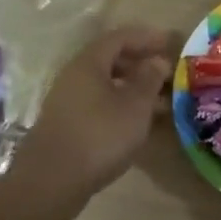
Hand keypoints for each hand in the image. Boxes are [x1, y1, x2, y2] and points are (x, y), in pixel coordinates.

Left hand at [9, 26, 177, 219]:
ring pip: (105, 84)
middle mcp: (74, 76)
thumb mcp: (135, 106)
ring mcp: (66, 101)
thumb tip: (157, 60)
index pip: (120, 37)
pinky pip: (98, 103)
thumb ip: (149, 79)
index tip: (170, 43)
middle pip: (110, 59)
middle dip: (141, 63)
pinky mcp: (66, 124)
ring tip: (160, 101)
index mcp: (89, 63)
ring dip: (132, 87)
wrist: (51, 182)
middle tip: (166, 73)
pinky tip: (136, 122)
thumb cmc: (99, 136)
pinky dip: (120, 105)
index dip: (147, 37)